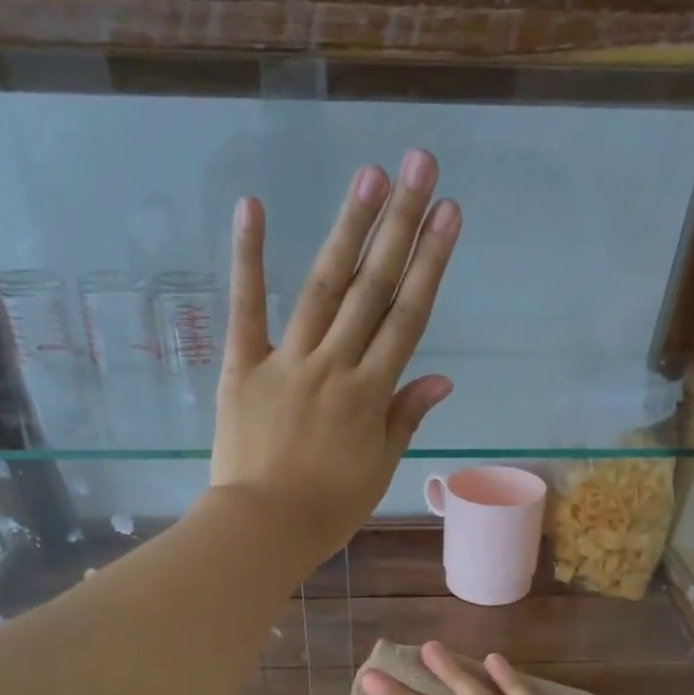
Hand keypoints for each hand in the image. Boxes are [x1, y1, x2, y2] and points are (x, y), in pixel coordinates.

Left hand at [210, 151, 460, 568]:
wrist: (264, 528)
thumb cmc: (328, 508)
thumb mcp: (379, 468)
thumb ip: (405, 417)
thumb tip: (441, 377)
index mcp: (371, 393)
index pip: (408, 317)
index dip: (432, 263)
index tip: (451, 215)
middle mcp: (335, 365)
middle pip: (373, 288)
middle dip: (400, 225)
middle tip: (419, 166)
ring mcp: (287, 361)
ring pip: (323, 287)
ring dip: (347, 229)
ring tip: (369, 176)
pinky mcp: (242, 365)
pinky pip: (245, 307)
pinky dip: (248, 258)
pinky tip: (253, 206)